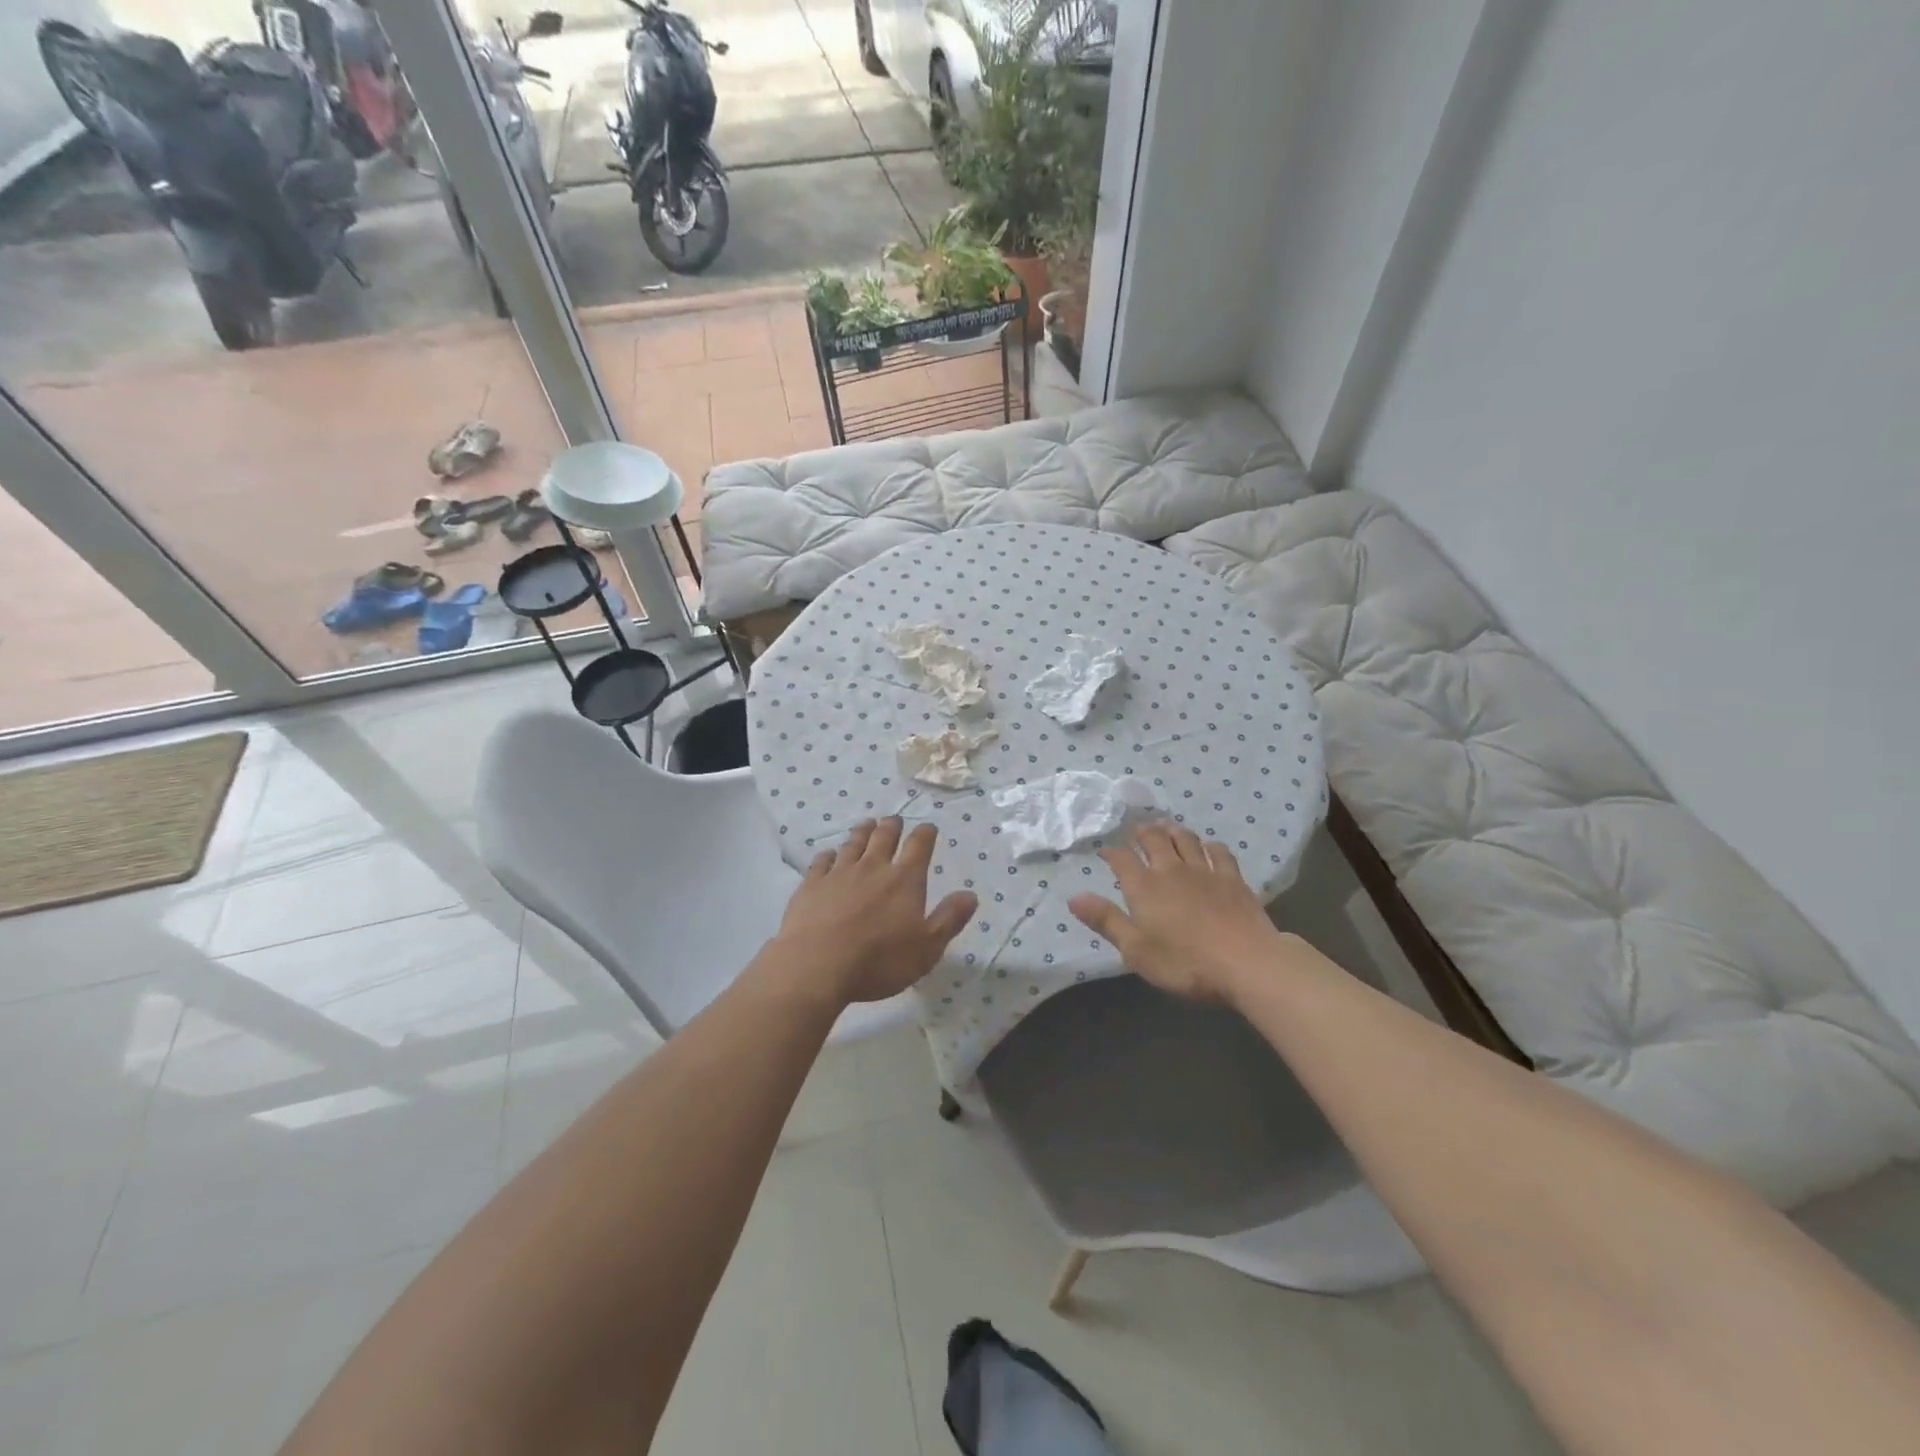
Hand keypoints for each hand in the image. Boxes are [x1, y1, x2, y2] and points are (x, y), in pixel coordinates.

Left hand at [773, 818, 976, 1006]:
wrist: (816, 965)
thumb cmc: (879, 960)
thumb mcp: (927, 948)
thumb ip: (949, 919)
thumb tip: (971, 895)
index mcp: (904, 880)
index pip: (919, 846)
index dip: (925, 834)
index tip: (928, 827)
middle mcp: (873, 868)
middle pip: (884, 837)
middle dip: (892, 826)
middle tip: (894, 819)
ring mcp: (839, 873)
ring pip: (853, 844)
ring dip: (862, 832)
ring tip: (867, 824)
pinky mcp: (812, 885)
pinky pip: (822, 862)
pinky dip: (828, 855)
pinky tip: (829, 854)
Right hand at [1069, 824, 1289, 1003]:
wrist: (1246, 962)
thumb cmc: (1184, 962)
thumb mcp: (1136, 950)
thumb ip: (1106, 920)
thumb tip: (1074, 897)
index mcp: (1144, 887)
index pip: (1122, 859)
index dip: (1111, 852)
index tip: (1105, 852)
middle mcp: (1171, 870)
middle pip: (1154, 840)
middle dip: (1142, 832)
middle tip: (1137, 830)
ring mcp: (1205, 871)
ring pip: (1185, 839)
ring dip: (1173, 830)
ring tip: (1167, 827)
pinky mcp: (1233, 879)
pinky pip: (1219, 852)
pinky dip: (1209, 845)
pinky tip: (1208, 846)